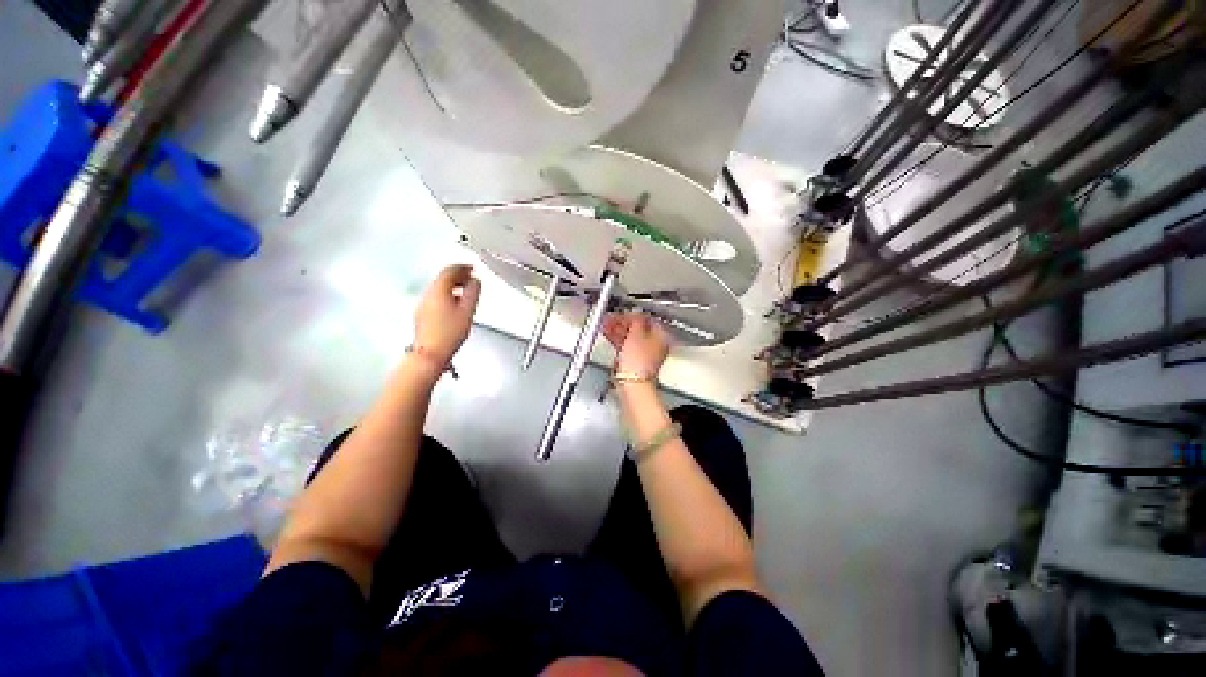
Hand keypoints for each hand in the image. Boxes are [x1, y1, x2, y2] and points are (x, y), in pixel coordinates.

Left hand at [413, 265, 480, 365]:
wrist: (430, 354)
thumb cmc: (448, 334)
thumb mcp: (467, 311)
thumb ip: (473, 293)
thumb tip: (475, 282)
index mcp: (438, 291)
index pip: (449, 271)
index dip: (462, 267)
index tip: (472, 268)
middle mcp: (427, 295)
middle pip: (442, 279)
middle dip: (458, 276)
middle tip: (470, 277)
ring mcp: (423, 305)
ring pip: (439, 289)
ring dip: (453, 286)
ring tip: (465, 291)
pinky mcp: (422, 315)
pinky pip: (435, 298)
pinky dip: (447, 295)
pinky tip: (455, 304)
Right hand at [602, 314, 671, 376]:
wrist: (632, 381)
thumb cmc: (639, 361)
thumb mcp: (637, 333)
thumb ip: (637, 319)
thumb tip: (636, 312)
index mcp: (662, 336)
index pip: (648, 319)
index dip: (634, 314)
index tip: (624, 312)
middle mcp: (655, 345)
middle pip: (638, 328)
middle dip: (624, 321)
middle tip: (612, 317)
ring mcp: (643, 354)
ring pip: (630, 336)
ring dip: (618, 328)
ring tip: (606, 323)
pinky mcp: (632, 361)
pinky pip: (624, 345)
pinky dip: (616, 338)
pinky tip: (607, 332)